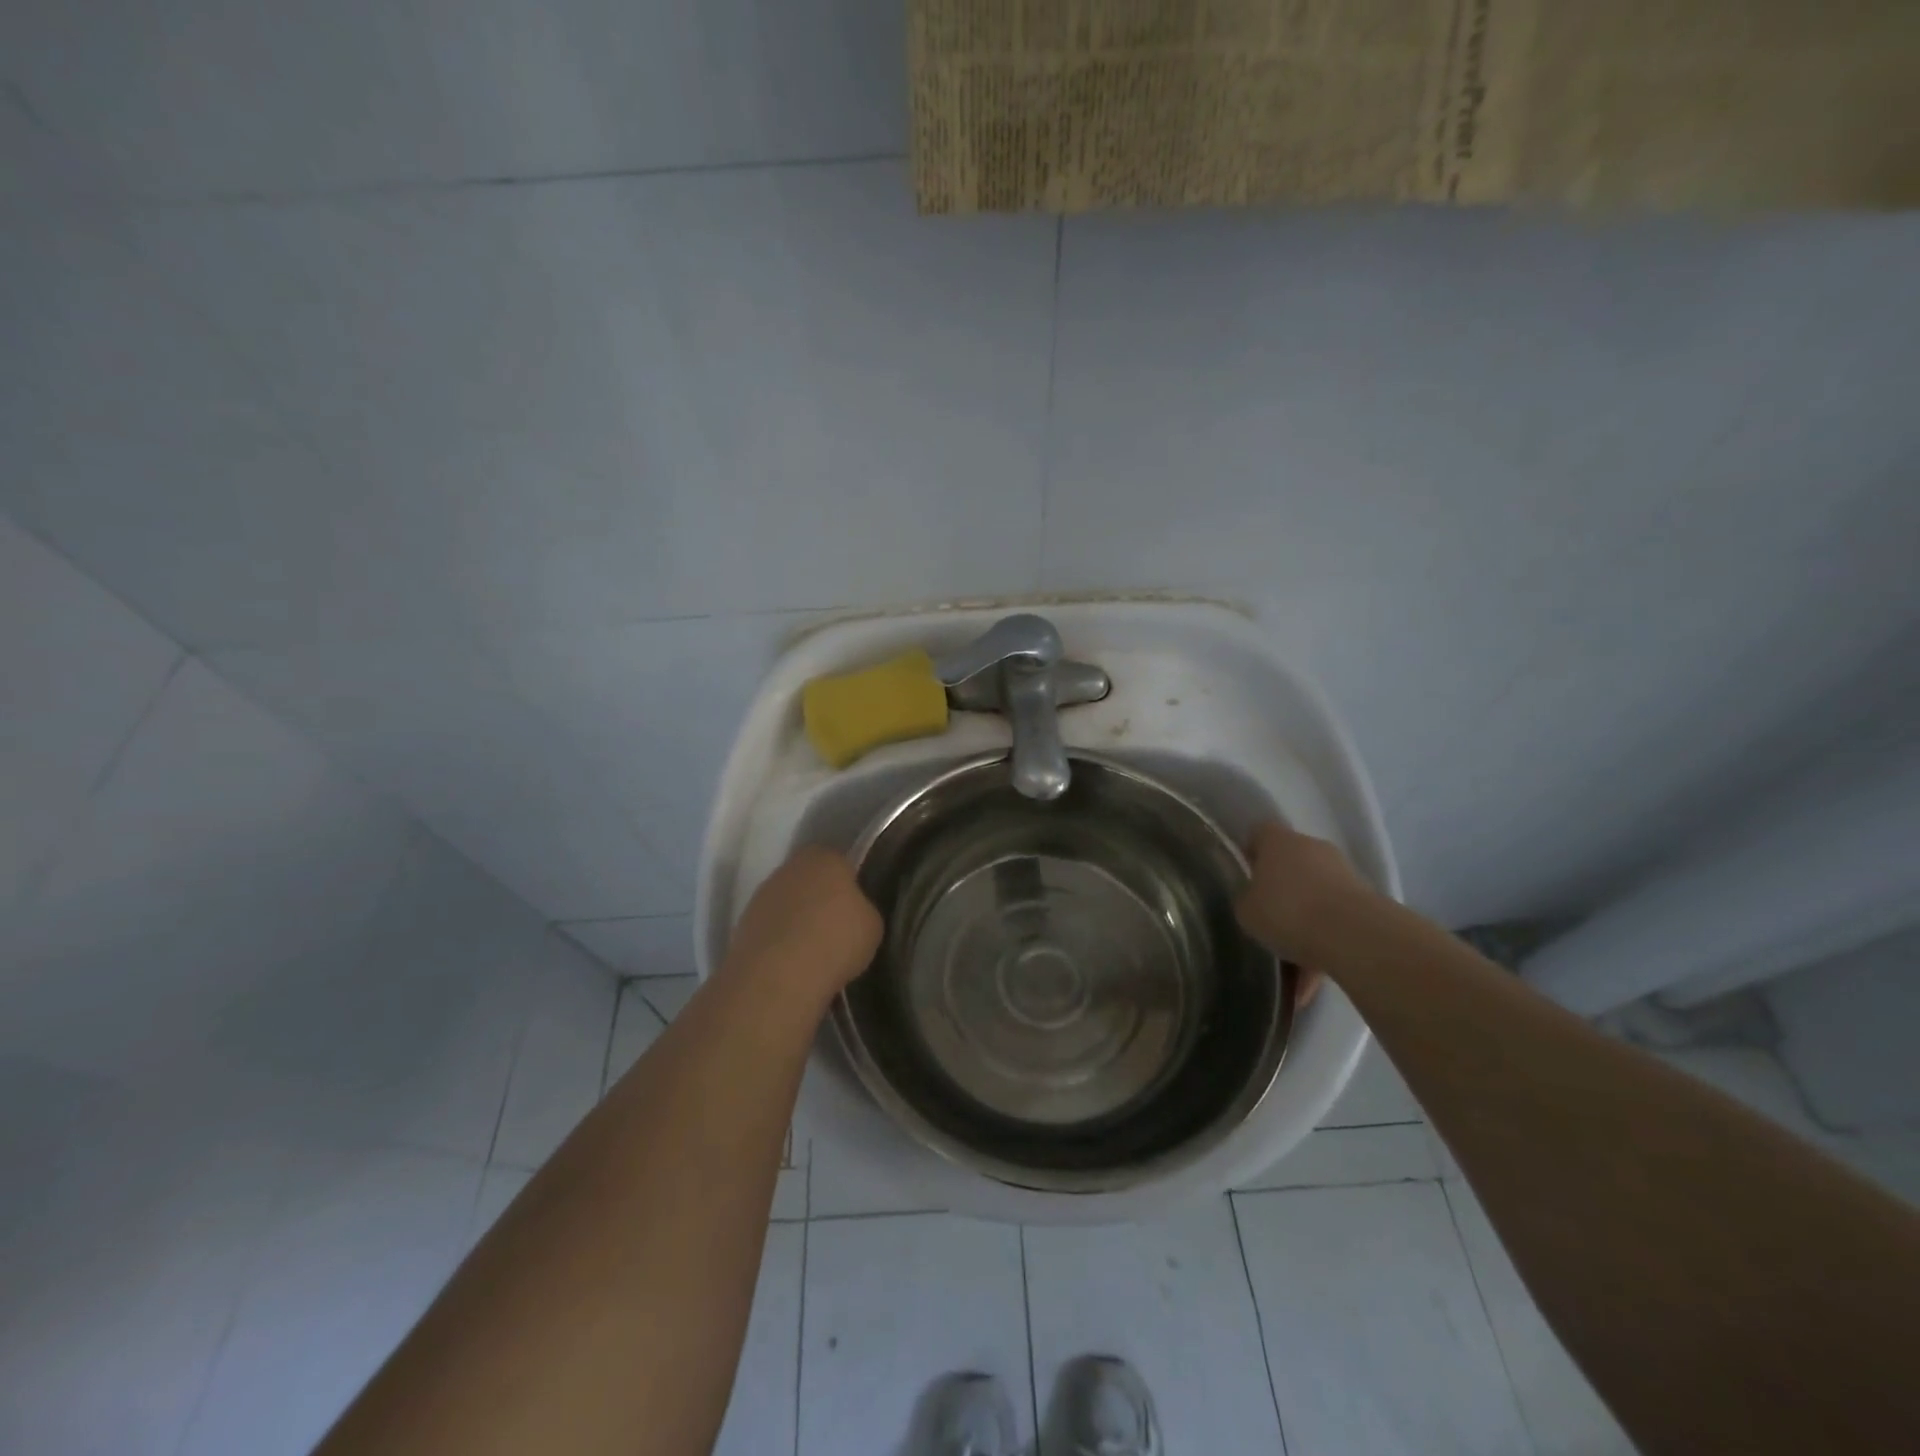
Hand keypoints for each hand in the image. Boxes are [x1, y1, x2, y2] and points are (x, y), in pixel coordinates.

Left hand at [724, 846, 882, 1004]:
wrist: (778, 976)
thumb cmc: (835, 941)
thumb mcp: (872, 925)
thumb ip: (862, 910)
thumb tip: (852, 914)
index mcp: (825, 857)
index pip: (840, 861)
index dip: (849, 884)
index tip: (855, 908)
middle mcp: (789, 867)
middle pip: (810, 879)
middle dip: (820, 899)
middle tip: (836, 928)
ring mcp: (762, 895)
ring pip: (788, 902)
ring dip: (797, 919)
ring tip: (813, 951)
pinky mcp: (743, 924)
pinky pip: (771, 927)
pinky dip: (780, 940)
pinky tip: (792, 963)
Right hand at [1235, 821, 1375, 969]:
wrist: (1355, 935)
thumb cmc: (1287, 911)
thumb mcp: (1246, 911)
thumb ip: (1247, 900)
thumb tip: (1255, 900)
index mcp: (1278, 841)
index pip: (1259, 834)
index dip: (1251, 853)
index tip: (1245, 876)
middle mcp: (1312, 848)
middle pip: (1290, 865)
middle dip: (1280, 891)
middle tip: (1267, 920)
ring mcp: (1343, 874)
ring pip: (1315, 898)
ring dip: (1304, 925)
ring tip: (1290, 968)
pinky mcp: (1366, 902)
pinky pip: (1335, 923)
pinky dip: (1323, 948)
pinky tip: (1310, 983)